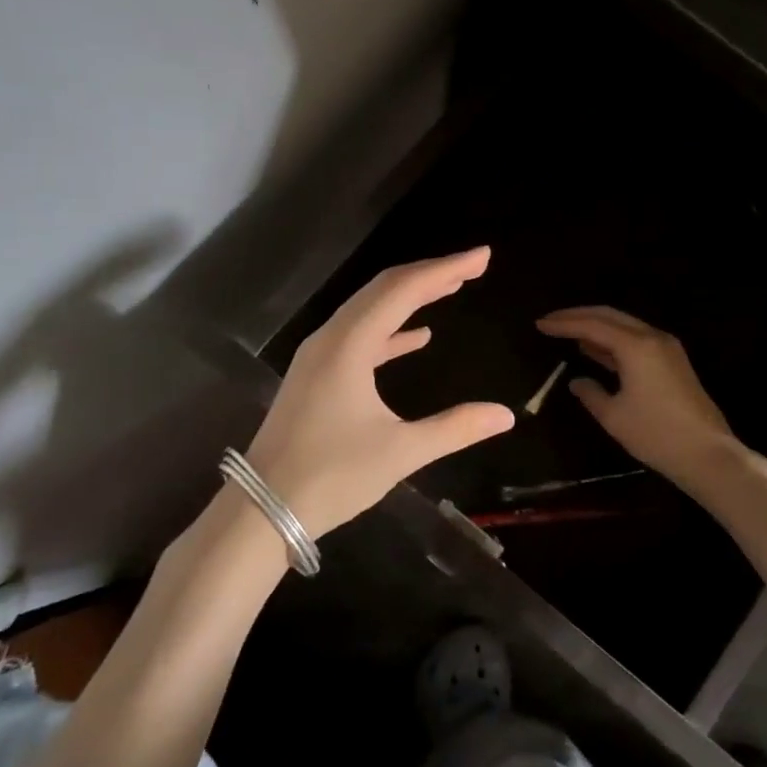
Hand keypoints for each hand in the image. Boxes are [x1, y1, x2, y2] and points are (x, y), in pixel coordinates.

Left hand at [244, 247, 514, 535]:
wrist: (261, 510)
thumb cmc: (331, 477)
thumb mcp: (400, 452)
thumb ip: (455, 428)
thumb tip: (505, 415)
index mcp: (349, 345)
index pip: (403, 290)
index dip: (445, 269)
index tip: (482, 256)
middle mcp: (331, 339)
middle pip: (384, 289)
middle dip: (430, 274)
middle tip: (472, 267)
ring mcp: (319, 357)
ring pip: (370, 310)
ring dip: (410, 298)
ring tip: (450, 288)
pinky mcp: (317, 377)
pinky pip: (360, 337)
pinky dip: (392, 330)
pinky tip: (419, 336)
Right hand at [536, 306, 738, 484]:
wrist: (706, 453)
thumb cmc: (655, 434)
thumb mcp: (613, 416)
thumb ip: (590, 393)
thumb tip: (577, 381)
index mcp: (636, 345)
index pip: (592, 325)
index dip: (564, 323)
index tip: (540, 324)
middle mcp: (653, 337)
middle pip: (610, 316)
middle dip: (578, 316)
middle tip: (551, 321)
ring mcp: (666, 348)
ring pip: (625, 326)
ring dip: (596, 327)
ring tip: (568, 333)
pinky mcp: (673, 362)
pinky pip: (636, 340)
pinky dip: (613, 341)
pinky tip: (596, 350)